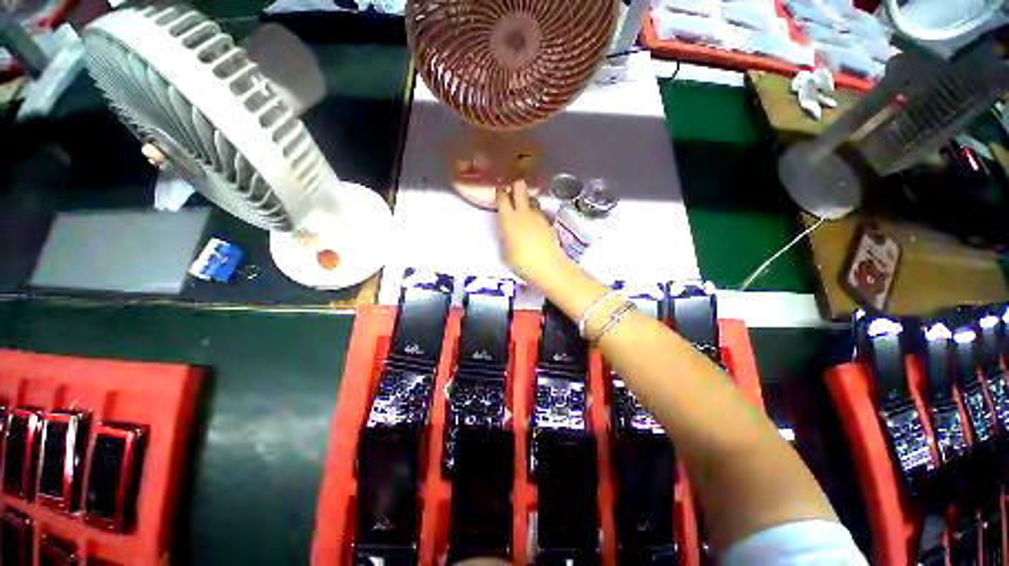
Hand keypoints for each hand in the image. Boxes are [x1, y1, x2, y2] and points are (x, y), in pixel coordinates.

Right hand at [495, 181, 570, 288]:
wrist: (548, 267)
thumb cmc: (522, 263)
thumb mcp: (505, 252)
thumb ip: (505, 237)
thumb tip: (507, 231)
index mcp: (508, 219)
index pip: (502, 197)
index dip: (499, 193)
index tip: (498, 194)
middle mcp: (523, 213)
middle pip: (519, 187)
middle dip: (515, 187)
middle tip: (512, 193)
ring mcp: (538, 216)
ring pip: (532, 198)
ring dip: (527, 201)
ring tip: (524, 210)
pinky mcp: (549, 223)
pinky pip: (540, 212)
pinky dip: (535, 214)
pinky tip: (534, 225)